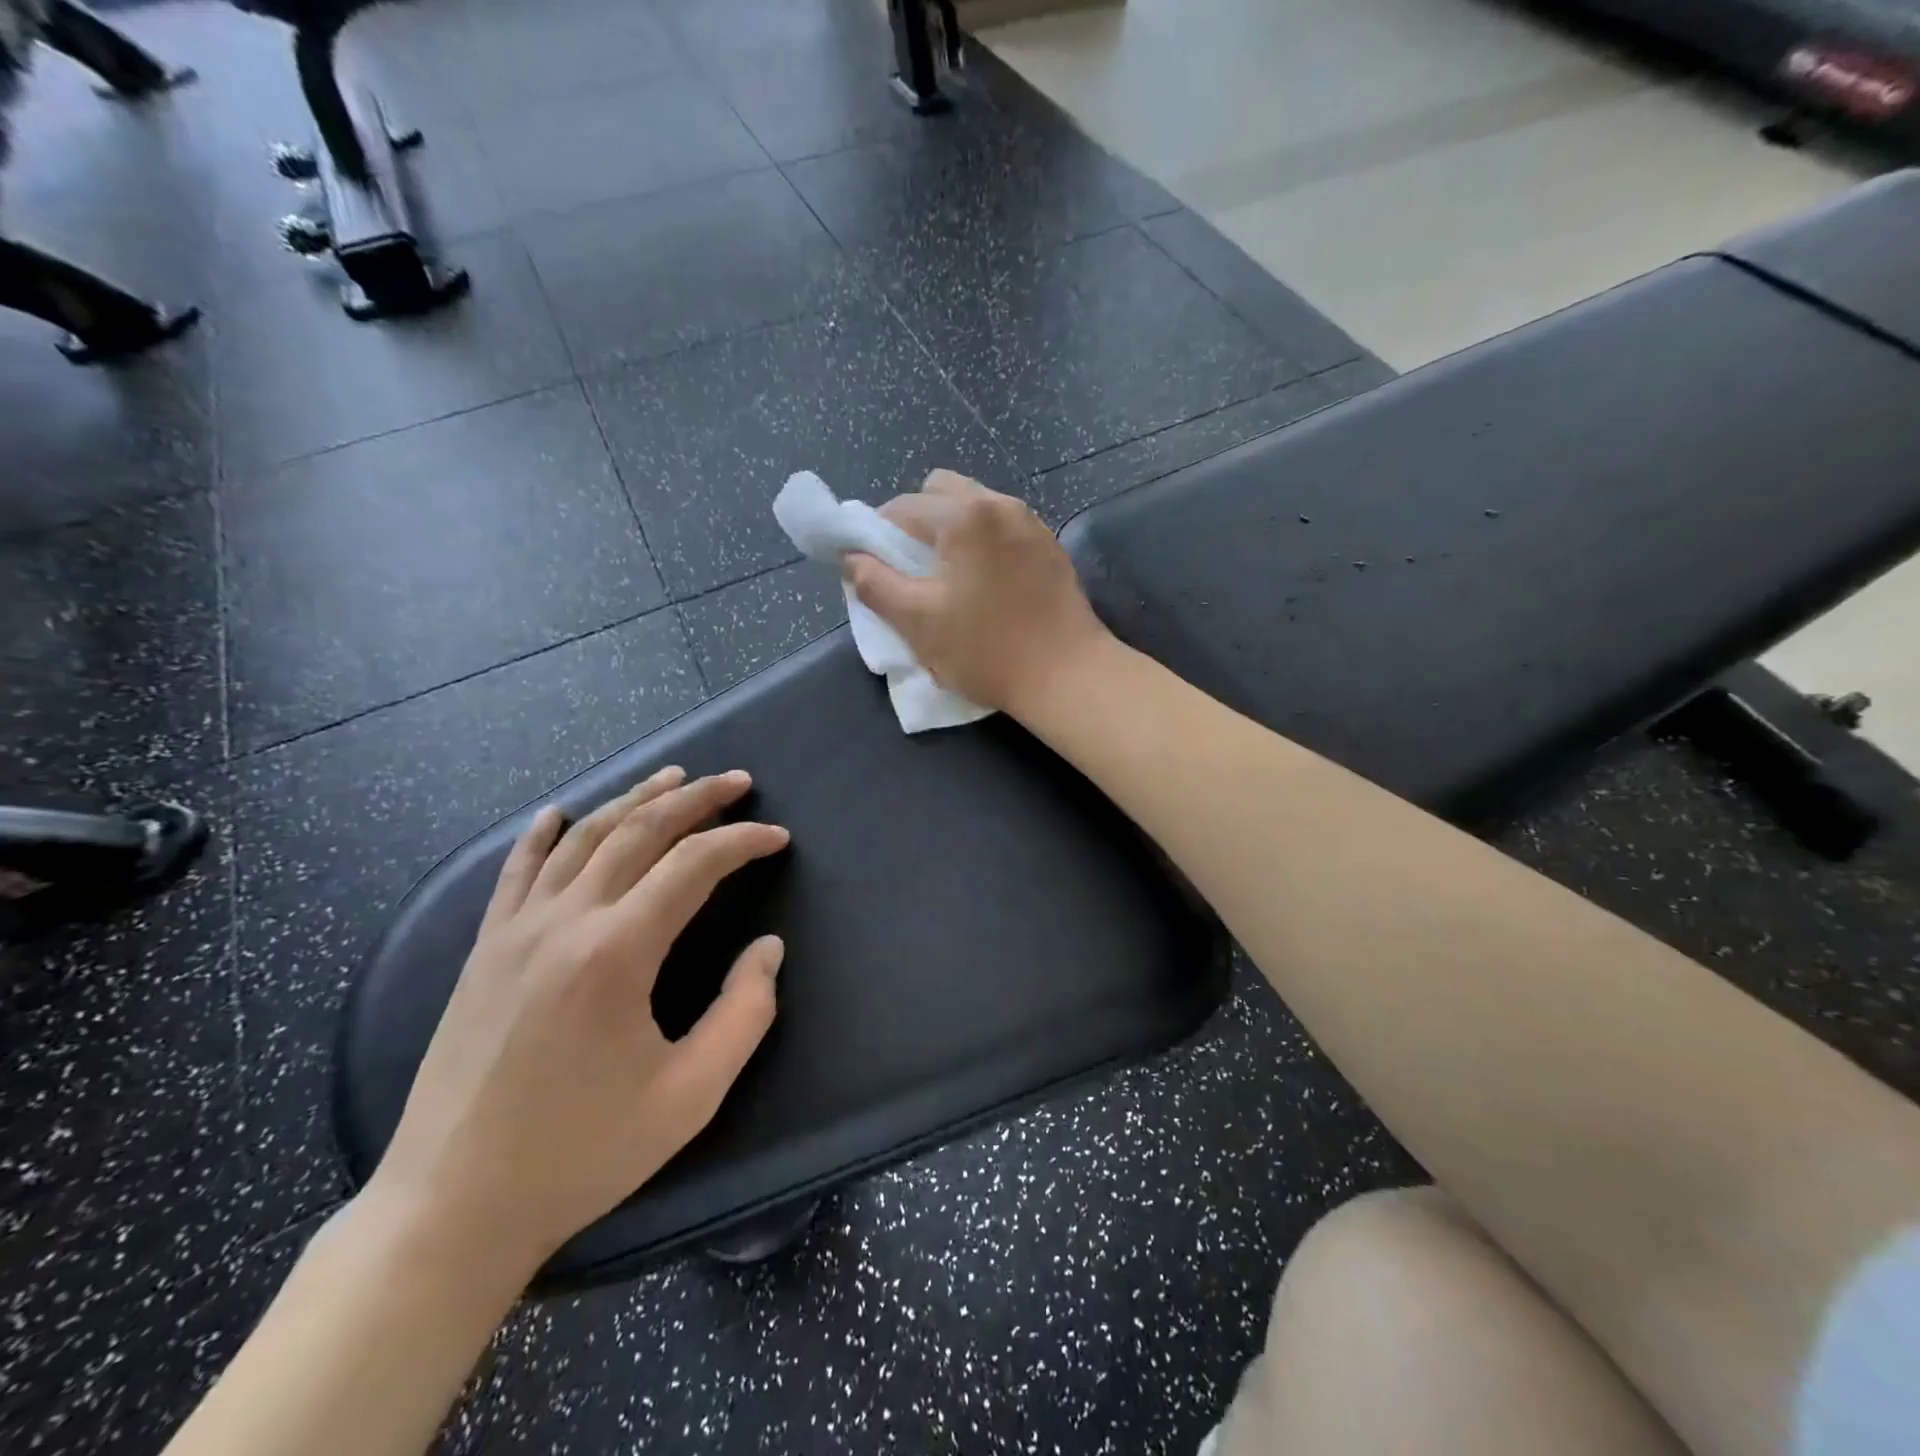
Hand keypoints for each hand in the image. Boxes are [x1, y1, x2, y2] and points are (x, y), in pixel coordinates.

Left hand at [362, 768, 788, 1273]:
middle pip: (639, 832)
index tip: (777, 838)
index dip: (742, 842)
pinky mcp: (484, 951)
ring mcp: (515, 931)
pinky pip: (517, 871)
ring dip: (634, 799)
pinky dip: (544, 833)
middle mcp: (564, 922)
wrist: (450, 1209)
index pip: (693, 866)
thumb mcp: (690, 1096)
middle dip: (695, 798)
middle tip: (737, 782)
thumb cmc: (581, 1155)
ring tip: (674, 776)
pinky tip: (561, 811)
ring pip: (582, 838)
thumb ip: (744, 1013)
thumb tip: (767, 948)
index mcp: (616, 953)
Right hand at [842, 471, 1112, 715]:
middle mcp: (1001, 504)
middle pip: (941, 492)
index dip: (876, 535)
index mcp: (965, 515)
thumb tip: (852, 559)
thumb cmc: (986, 650)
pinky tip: (984, 585)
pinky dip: (981, 543)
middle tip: (912, 569)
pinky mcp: (1049, 548)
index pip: (902, 507)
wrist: (1067, 676)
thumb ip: (876, 585)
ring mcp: (1031, 523)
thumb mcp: (918, 622)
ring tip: (948, 579)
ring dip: (950, 531)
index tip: (874, 569)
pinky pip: (1002, 528)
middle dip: (916, 522)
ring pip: (975, 507)